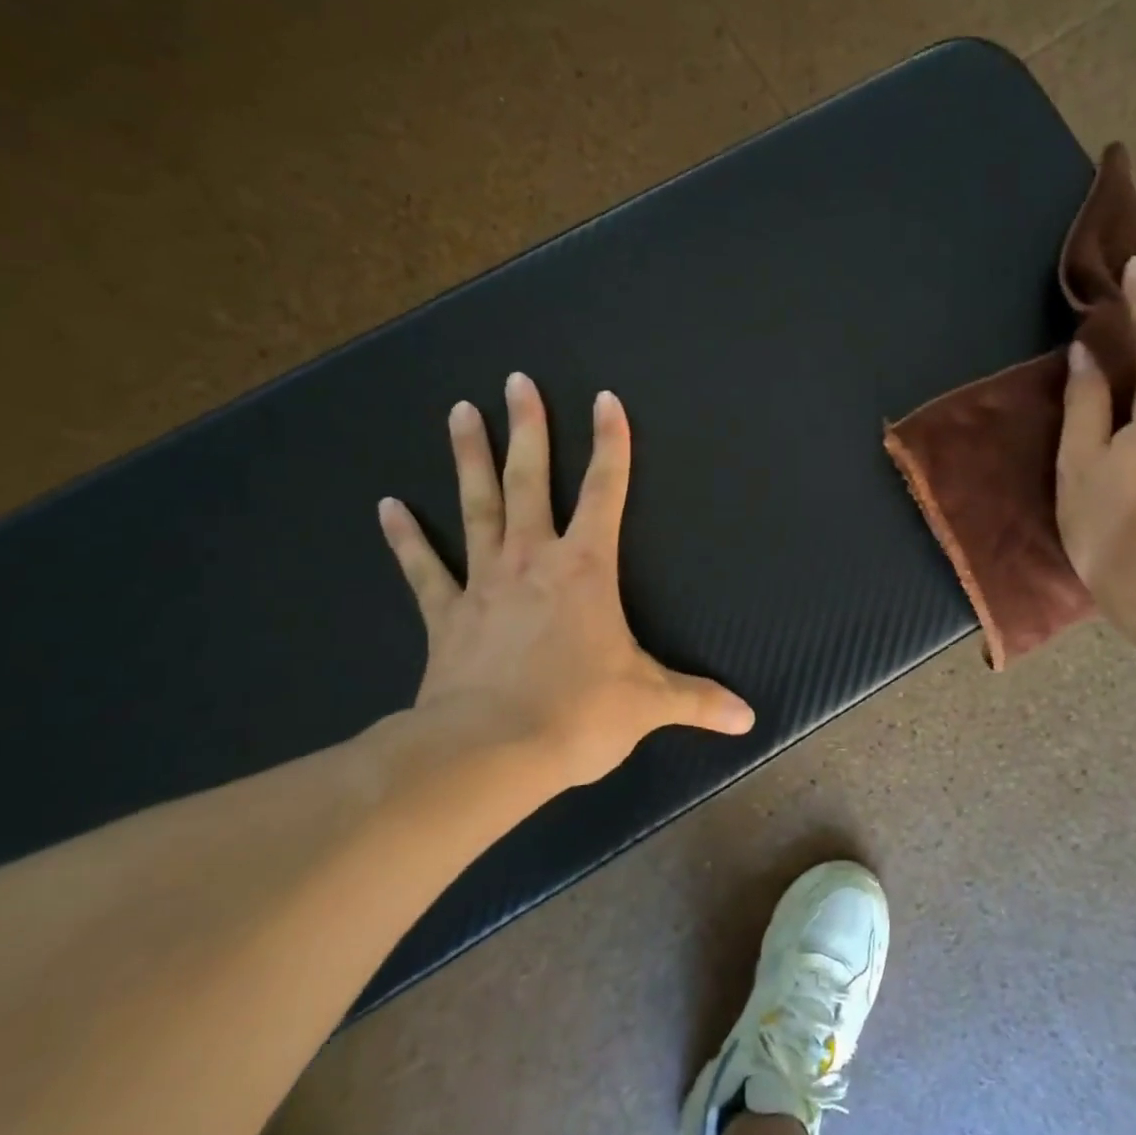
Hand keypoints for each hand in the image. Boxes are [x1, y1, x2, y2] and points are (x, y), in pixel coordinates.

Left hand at [376, 373, 754, 789]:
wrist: (489, 752)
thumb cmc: (577, 714)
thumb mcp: (648, 704)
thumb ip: (698, 701)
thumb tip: (747, 720)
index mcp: (585, 569)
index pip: (604, 492)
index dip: (610, 444)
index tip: (605, 400)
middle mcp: (532, 560)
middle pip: (529, 481)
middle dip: (527, 429)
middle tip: (515, 381)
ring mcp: (483, 584)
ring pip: (476, 508)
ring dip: (469, 459)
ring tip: (458, 411)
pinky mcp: (446, 616)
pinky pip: (423, 570)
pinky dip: (405, 539)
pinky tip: (388, 506)